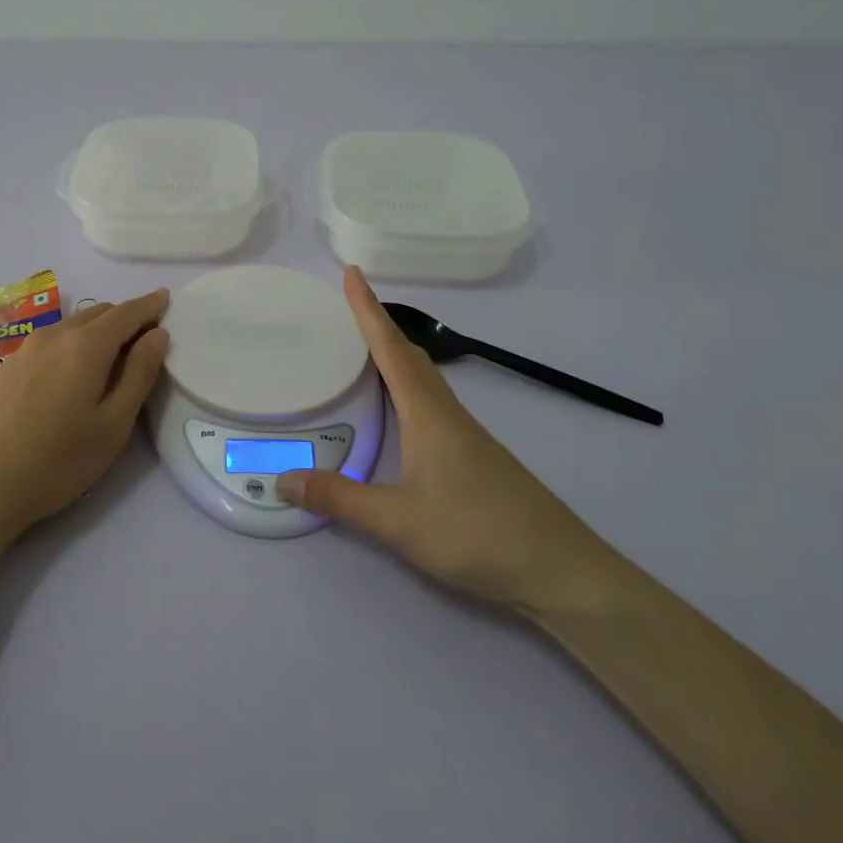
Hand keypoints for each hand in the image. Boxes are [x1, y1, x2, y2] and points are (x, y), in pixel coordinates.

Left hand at [0, 289, 170, 550]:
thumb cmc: (58, 462)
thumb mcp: (113, 425)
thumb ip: (139, 374)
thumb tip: (157, 334)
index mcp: (86, 346)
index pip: (126, 313)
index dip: (149, 305)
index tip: (165, 298)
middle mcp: (54, 336)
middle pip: (98, 313)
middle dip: (125, 317)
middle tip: (145, 335)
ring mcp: (25, 349)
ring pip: (71, 325)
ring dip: (97, 329)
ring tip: (112, 352)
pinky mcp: (6, 367)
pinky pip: (50, 340)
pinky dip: (72, 342)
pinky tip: (71, 369)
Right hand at [278, 268, 610, 611]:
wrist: (560, 569)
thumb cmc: (476, 533)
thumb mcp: (397, 520)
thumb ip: (339, 499)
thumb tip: (282, 479)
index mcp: (427, 413)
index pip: (390, 349)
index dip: (368, 309)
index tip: (351, 272)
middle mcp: (447, 413)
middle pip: (409, 356)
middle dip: (379, 327)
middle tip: (348, 309)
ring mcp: (466, 435)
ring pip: (425, 379)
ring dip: (395, 355)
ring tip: (366, 351)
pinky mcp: (475, 456)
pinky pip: (433, 403)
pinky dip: (408, 387)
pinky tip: (402, 412)